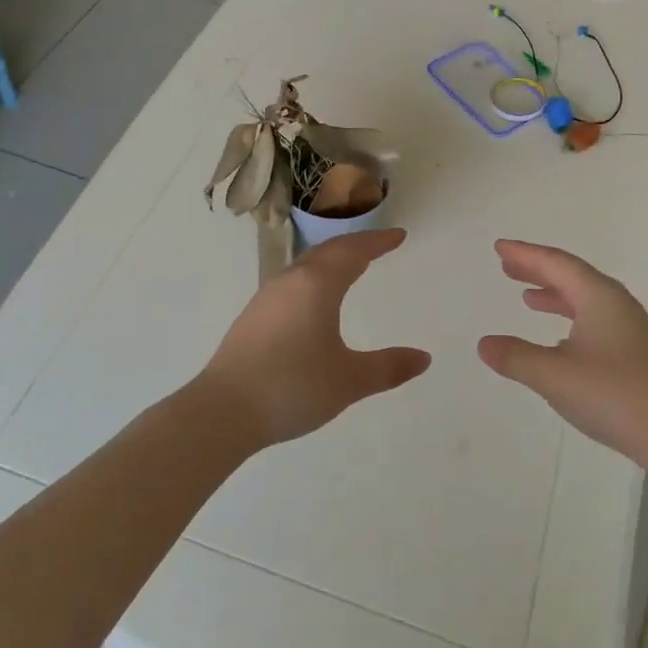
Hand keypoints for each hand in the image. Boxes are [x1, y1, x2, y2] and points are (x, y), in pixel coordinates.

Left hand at [202, 228, 430, 446]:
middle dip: (356, 245)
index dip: (378, 242)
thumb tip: (424, 358)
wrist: (223, 411)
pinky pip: (292, 282)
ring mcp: (267, 298)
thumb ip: (388, 367)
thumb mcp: (349, 380)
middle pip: (328, 251)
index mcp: (317, 286)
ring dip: (332, 259)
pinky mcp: (252, 317)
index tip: (399, 236)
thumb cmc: (293, 387)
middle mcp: (290, 282)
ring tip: (350, 266)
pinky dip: (314, 277)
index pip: (353, 252)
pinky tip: (313, 298)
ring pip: (306, 265)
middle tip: (379, 245)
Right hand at [477, 240, 647, 465]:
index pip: (556, 263)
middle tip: (507, 267)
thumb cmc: (614, 395)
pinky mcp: (634, 354)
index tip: (500, 247)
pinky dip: (569, 318)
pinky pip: (593, 320)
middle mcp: (615, 304)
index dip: (525, 254)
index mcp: (598, 296)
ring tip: (527, 297)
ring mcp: (628, 329)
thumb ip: (516, 358)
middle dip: (538, 269)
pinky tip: (559, 340)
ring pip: (584, 299)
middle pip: (571, 276)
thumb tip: (484, 344)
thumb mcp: (554, 375)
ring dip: (554, 294)